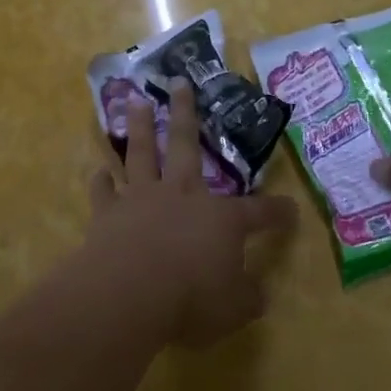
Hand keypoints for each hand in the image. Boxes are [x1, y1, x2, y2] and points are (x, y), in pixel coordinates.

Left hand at [87, 80, 296, 347]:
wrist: (130, 291)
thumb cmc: (191, 299)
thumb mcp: (234, 308)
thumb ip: (247, 297)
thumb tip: (259, 293)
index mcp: (220, 219)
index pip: (258, 212)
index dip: (277, 212)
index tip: (291, 209)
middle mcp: (181, 195)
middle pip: (185, 145)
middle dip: (185, 113)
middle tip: (179, 82)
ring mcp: (141, 199)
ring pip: (141, 153)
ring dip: (139, 127)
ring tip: (137, 101)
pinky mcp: (108, 213)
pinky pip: (103, 191)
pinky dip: (101, 181)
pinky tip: (99, 171)